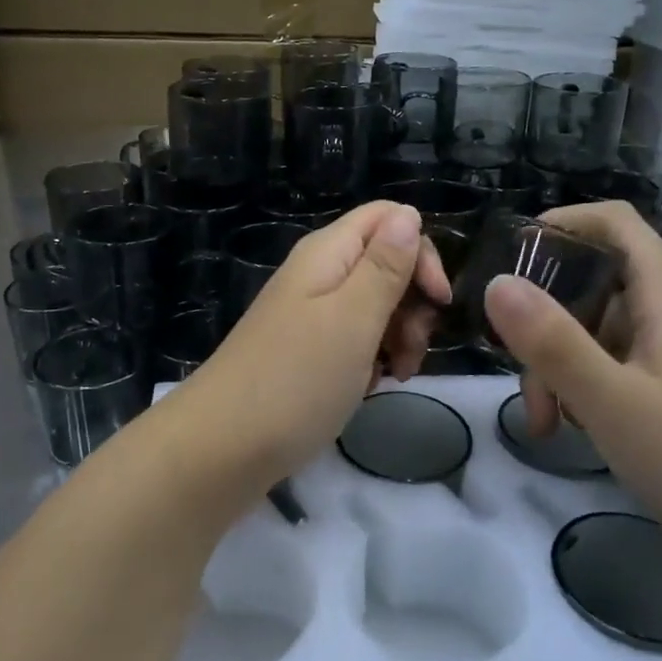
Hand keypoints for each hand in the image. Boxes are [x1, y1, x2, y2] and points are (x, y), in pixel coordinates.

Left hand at [189, 201, 449, 480]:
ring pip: (375, 306)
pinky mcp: (307, 353)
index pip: (388, 219)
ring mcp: (310, 316)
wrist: (224, 448)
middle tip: (412, 348)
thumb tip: (408, 212)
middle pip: (385, 264)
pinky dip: (371, 360)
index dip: (420, 252)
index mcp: (327, 254)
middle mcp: (318, 276)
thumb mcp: (353, 319)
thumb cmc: (296, 380)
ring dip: (397, 336)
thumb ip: (384, 266)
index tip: (437, 301)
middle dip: (413, 303)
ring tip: (394, 375)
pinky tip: (370, 387)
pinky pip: (354, 340)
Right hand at [482, 201, 661, 552]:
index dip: (562, 223)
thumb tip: (496, 283)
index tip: (511, 256)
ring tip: (545, 422)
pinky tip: (573, 427)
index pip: (614, 222)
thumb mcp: (610, 401)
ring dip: (558, 364)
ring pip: (596, 328)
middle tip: (519, 374)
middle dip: (545, 321)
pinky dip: (582, 384)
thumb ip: (552, 341)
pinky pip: (612, 361)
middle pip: (593, 282)